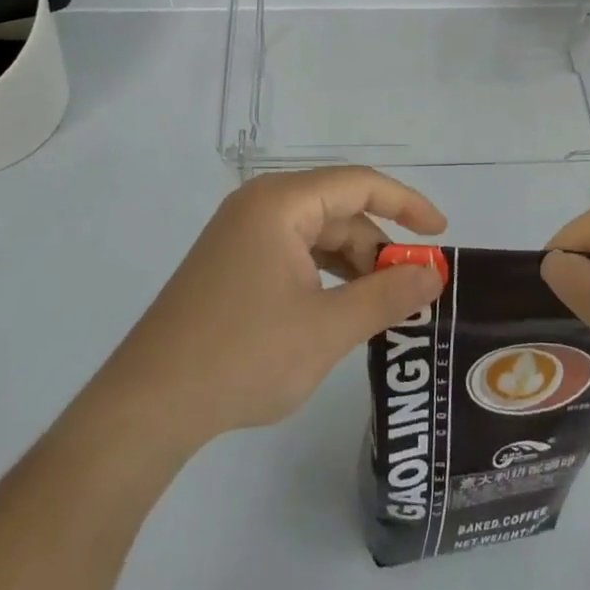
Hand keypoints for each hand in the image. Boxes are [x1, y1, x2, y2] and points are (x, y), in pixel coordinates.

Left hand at [99, 168, 447, 451]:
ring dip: (352, 265)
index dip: (406, 204)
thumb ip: (387, 295)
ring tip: (379, 308)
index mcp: (280, 203)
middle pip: (338, 211)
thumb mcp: (327, 328)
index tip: (441, 233)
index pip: (359, 184)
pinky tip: (337, 311)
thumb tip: (434, 273)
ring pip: (316, 235)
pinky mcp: (231, 264)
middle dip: (378, 248)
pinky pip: (292, 255)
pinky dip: (323, 276)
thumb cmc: (243, 356)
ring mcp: (240, 235)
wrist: (148, 405)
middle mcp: (259, 206)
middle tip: (410, 291)